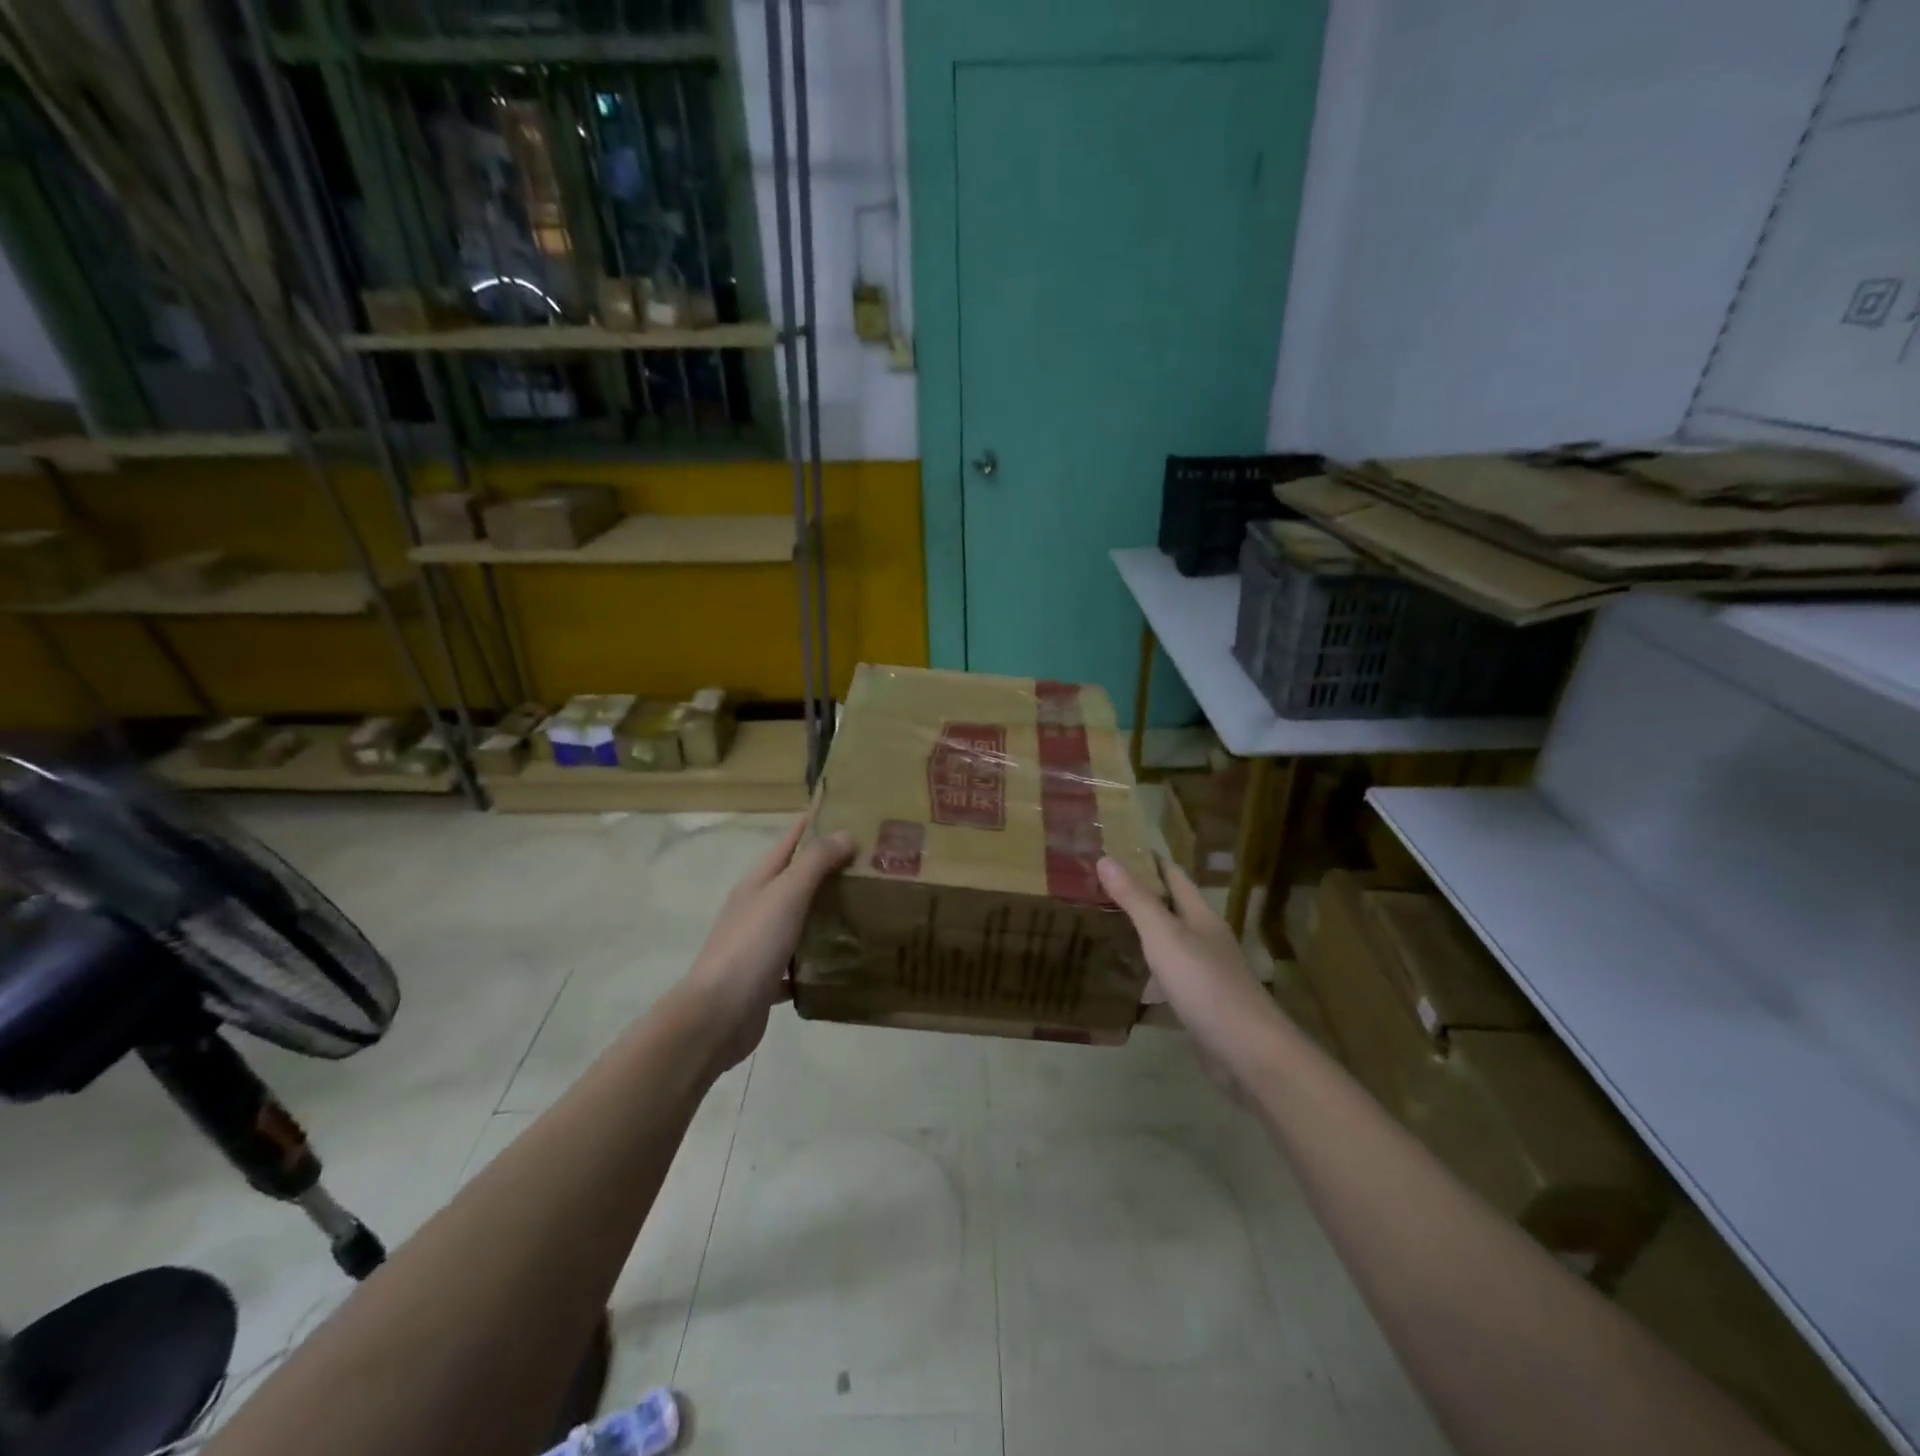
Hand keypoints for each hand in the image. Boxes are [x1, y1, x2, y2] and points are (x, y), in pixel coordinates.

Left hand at [679, 815, 855, 1071]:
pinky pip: (800, 960)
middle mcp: (758, 907)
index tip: (853, 813)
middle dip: (832, 868)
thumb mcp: (785, 895)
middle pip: (798, 879)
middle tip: (876, 863)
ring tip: (870, 906)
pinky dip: (821, 957)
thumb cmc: (751, 946)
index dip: (817, 823)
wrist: (718, 1016)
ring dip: (829, 911)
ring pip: (801, 919)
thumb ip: (814, 863)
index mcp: (759, 881)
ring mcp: (761, 943)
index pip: (791, 840)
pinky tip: (847, 960)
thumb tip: (845, 833)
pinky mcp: (768, 978)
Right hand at [1096, 855, 1276, 1051]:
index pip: (1173, 875)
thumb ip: (1136, 899)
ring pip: (1168, 946)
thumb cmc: (1205, 984)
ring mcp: (1205, 974)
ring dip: (1141, 938)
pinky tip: (1124, 985)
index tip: (1113, 849)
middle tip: (1095, 890)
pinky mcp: (1200, 1006)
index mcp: (1200, 916)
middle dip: (1138, 898)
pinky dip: (1146, 979)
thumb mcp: (1164, 936)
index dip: (1147, 860)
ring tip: (1102, 931)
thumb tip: (1106, 858)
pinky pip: (1168, 983)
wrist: (1248, 1054)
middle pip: (1170, 910)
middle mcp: (1205, 939)